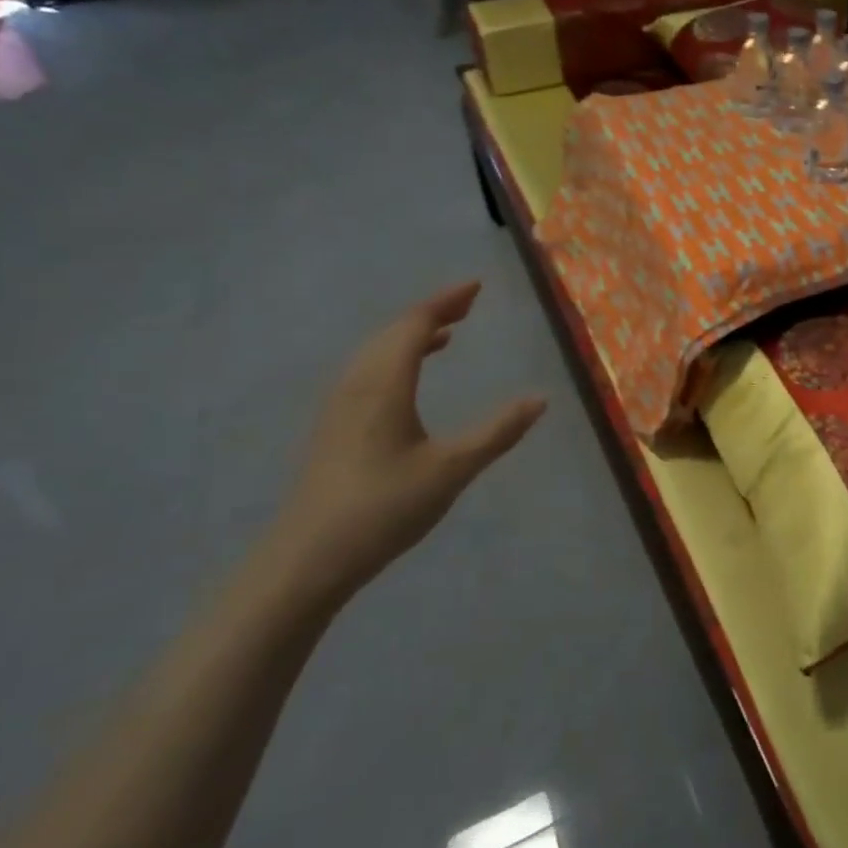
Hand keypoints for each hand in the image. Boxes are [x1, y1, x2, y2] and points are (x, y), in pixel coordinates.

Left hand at [261, 282, 545, 608]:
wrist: (306, 559)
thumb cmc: (384, 508)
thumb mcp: (451, 470)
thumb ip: (497, 432)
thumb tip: (540, 399)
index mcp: (385, 383)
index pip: (416, 324)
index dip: (446, 301)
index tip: (476, 287)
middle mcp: (358, 383)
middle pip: (393, 331)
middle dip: (431, 312)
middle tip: (467, 305)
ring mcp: (339, 405)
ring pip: (376, 351)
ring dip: (410, 334)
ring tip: (444, 334)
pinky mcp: (332, 426)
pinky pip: (366, 370)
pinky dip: (393, 357)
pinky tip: (406, 380)